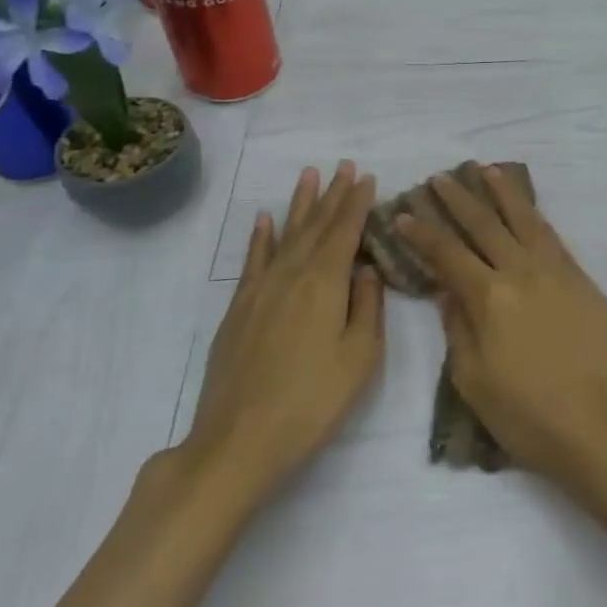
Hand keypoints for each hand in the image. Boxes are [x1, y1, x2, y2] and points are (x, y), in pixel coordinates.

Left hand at [180, 162, 383, 506]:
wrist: (239, 440)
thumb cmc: (312, 401)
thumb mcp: (360, 358)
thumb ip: (368, 307)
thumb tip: (366, 269)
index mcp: (325, 283)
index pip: (346, 231)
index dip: (357, 203)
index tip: (367, 177)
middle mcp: (291, 275)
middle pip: (315, 226)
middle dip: (332, 194)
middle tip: (343, 165)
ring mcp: (260, 290)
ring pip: (285, 235)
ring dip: (299, 204)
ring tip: (308, 175)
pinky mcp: (238, 309)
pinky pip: (252, 260)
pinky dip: (260, 237)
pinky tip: (265, 219)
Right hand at [397, 167, 606, 503]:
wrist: (603, 429)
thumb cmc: (529, 417)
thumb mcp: (474, 383)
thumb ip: (458, 330)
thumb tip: (449, 292)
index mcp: (490, 298)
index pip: (448, 255)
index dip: (423, 233)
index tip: (404, 213)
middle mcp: (522, 273)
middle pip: (485, 226)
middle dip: (459, 200)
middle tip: (440, 178)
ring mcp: (558, 273)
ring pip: (525, 220)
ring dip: (503, 193)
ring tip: (486, 170)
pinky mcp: (584, 281)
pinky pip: (554, 238)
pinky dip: (535, 217)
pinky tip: (528, 209)